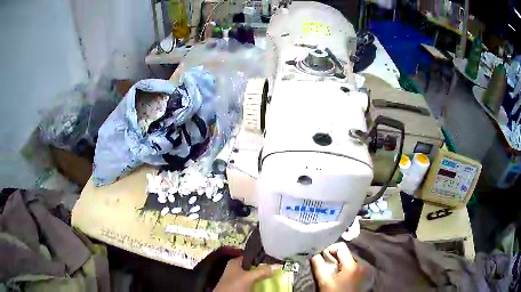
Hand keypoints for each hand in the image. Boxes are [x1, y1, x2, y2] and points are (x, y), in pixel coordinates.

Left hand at [214, 257, 279, 291]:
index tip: (273, 258)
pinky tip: (264, 282)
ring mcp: (237, 277)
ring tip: (272, 274)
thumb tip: (277, 266)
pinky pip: (251, 281)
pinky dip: (257, 281)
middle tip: (275, 267)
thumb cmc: (234, 285)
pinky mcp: (239, 285)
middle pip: (252, 265)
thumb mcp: (249, 277)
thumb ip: (262, 271)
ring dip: (260, 274)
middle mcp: (235, 268)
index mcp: (235, 262)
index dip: (261, 257)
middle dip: (262, 267)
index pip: (250, 256)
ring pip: (252, 273)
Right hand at [311, 242, 367, 291]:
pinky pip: (357, 266)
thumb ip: (319, 267)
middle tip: (328, 266)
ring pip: (352, 260)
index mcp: (351, 265)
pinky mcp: (366, 275)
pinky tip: (344, 276)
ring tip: (336, 272)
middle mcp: (362, 264)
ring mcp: (365, 270)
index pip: (341, 247)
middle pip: (347, 253)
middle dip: (337, 258)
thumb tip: (315, 256)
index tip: (323, 256)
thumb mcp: (324, 282)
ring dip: (343, 263)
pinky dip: (349, 268)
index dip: (330, 249)